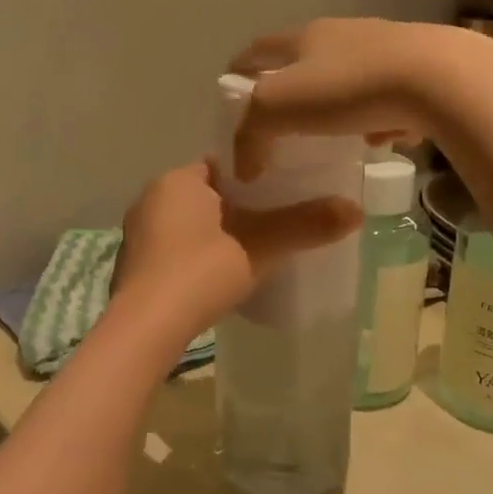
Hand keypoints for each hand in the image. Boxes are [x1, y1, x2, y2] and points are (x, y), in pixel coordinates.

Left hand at [114, 162, 360, 337]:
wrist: (145, 328)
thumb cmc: (199, 273)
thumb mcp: (258, 248)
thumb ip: (304, 226)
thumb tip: (356, 210)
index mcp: (177, 180)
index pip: (224, 165)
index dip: (257, 176)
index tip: (286, 190)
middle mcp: (152, 198)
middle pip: (209, 194)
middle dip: (240, 207)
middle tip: (278, 222)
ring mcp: (138, 233)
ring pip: (190, 223)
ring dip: (218, 233)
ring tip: (255, 250)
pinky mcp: (135, 264)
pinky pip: (176, 247)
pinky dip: (198, 254)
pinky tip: (220, 275)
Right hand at [229, 19, 492, 180]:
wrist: (440, 79)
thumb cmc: (347, 88)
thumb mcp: (278, 108)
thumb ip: (250, 134)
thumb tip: (245, 165)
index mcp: (305, 37)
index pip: (259, 48)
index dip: (241, 67)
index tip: (231, 88)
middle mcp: (344, 34)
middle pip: (307, 61)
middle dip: (292, 91)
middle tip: (283, 124)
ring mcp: (386, 47)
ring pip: (350, 79)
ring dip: (338, 106)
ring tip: (337, 139)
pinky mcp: (422, 69)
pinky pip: (388, 96)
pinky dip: (378, 116)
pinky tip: (384, 138)